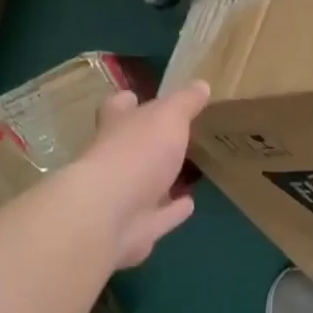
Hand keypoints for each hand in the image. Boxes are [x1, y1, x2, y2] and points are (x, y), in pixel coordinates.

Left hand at [74, 81, 210, 266]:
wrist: (110, 214)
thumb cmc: (137, 153)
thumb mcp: (168, 117)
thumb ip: (185, 102)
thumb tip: (201, 84)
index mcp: (116, 128)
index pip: (117, 108)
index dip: (128, 102)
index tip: (138, 97)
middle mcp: (114, 160)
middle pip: (131, 147)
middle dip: (149, 143)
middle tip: (178, 137)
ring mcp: (123, 197)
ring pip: (146, 184)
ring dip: (163, 180)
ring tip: (189, 171)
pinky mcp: (136, 228)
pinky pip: (159, 216)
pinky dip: (173, 210)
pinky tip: (189, 203)